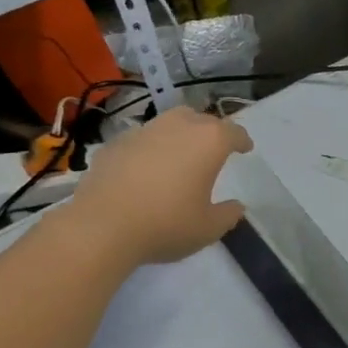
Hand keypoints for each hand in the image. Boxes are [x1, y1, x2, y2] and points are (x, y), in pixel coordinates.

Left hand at [74, 107, 252, 263]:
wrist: (101, 226)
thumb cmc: (166, 224)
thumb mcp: (208, 229)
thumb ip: (228, 214)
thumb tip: (236, 206)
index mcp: (208, 142)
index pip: (233, 132)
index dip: (242, 140)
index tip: (246, 148)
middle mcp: (177, 127)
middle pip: (200, 118)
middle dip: (211, 131)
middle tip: (213, 150)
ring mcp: (142, 132)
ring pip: (168, 123)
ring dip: (180, 135)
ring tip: (180, 155)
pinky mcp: (114, 144)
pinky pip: (141, 139)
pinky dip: (151, 148)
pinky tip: (147, 169)